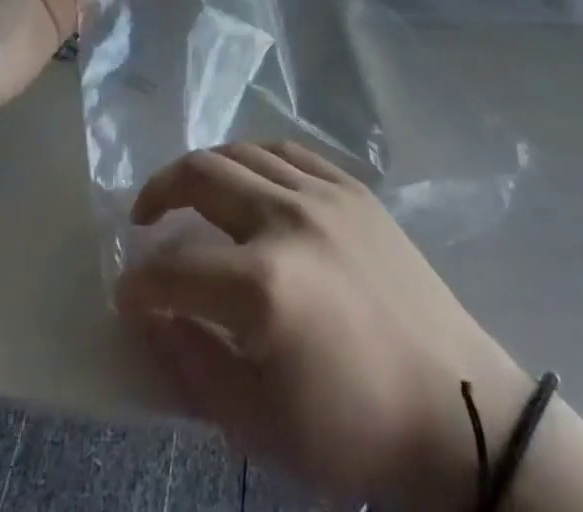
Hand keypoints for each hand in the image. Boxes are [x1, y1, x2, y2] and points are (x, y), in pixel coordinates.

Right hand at [115, 142, 533, 509]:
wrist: (456, 408)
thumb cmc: (355, 430)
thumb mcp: (260, 426)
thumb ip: (192, 365)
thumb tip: (152, 316)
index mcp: (263, 286)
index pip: (174, 269)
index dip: (139, 284)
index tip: (127, 296)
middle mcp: (288, 219)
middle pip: (202, 175)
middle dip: (158, 192)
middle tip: (143, 219)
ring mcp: (324, 194)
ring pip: (243, 152)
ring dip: (204, 168)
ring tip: (188, 193)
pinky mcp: (353, 188)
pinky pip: (289, 152)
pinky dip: (254, 160)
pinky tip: (248, 181)